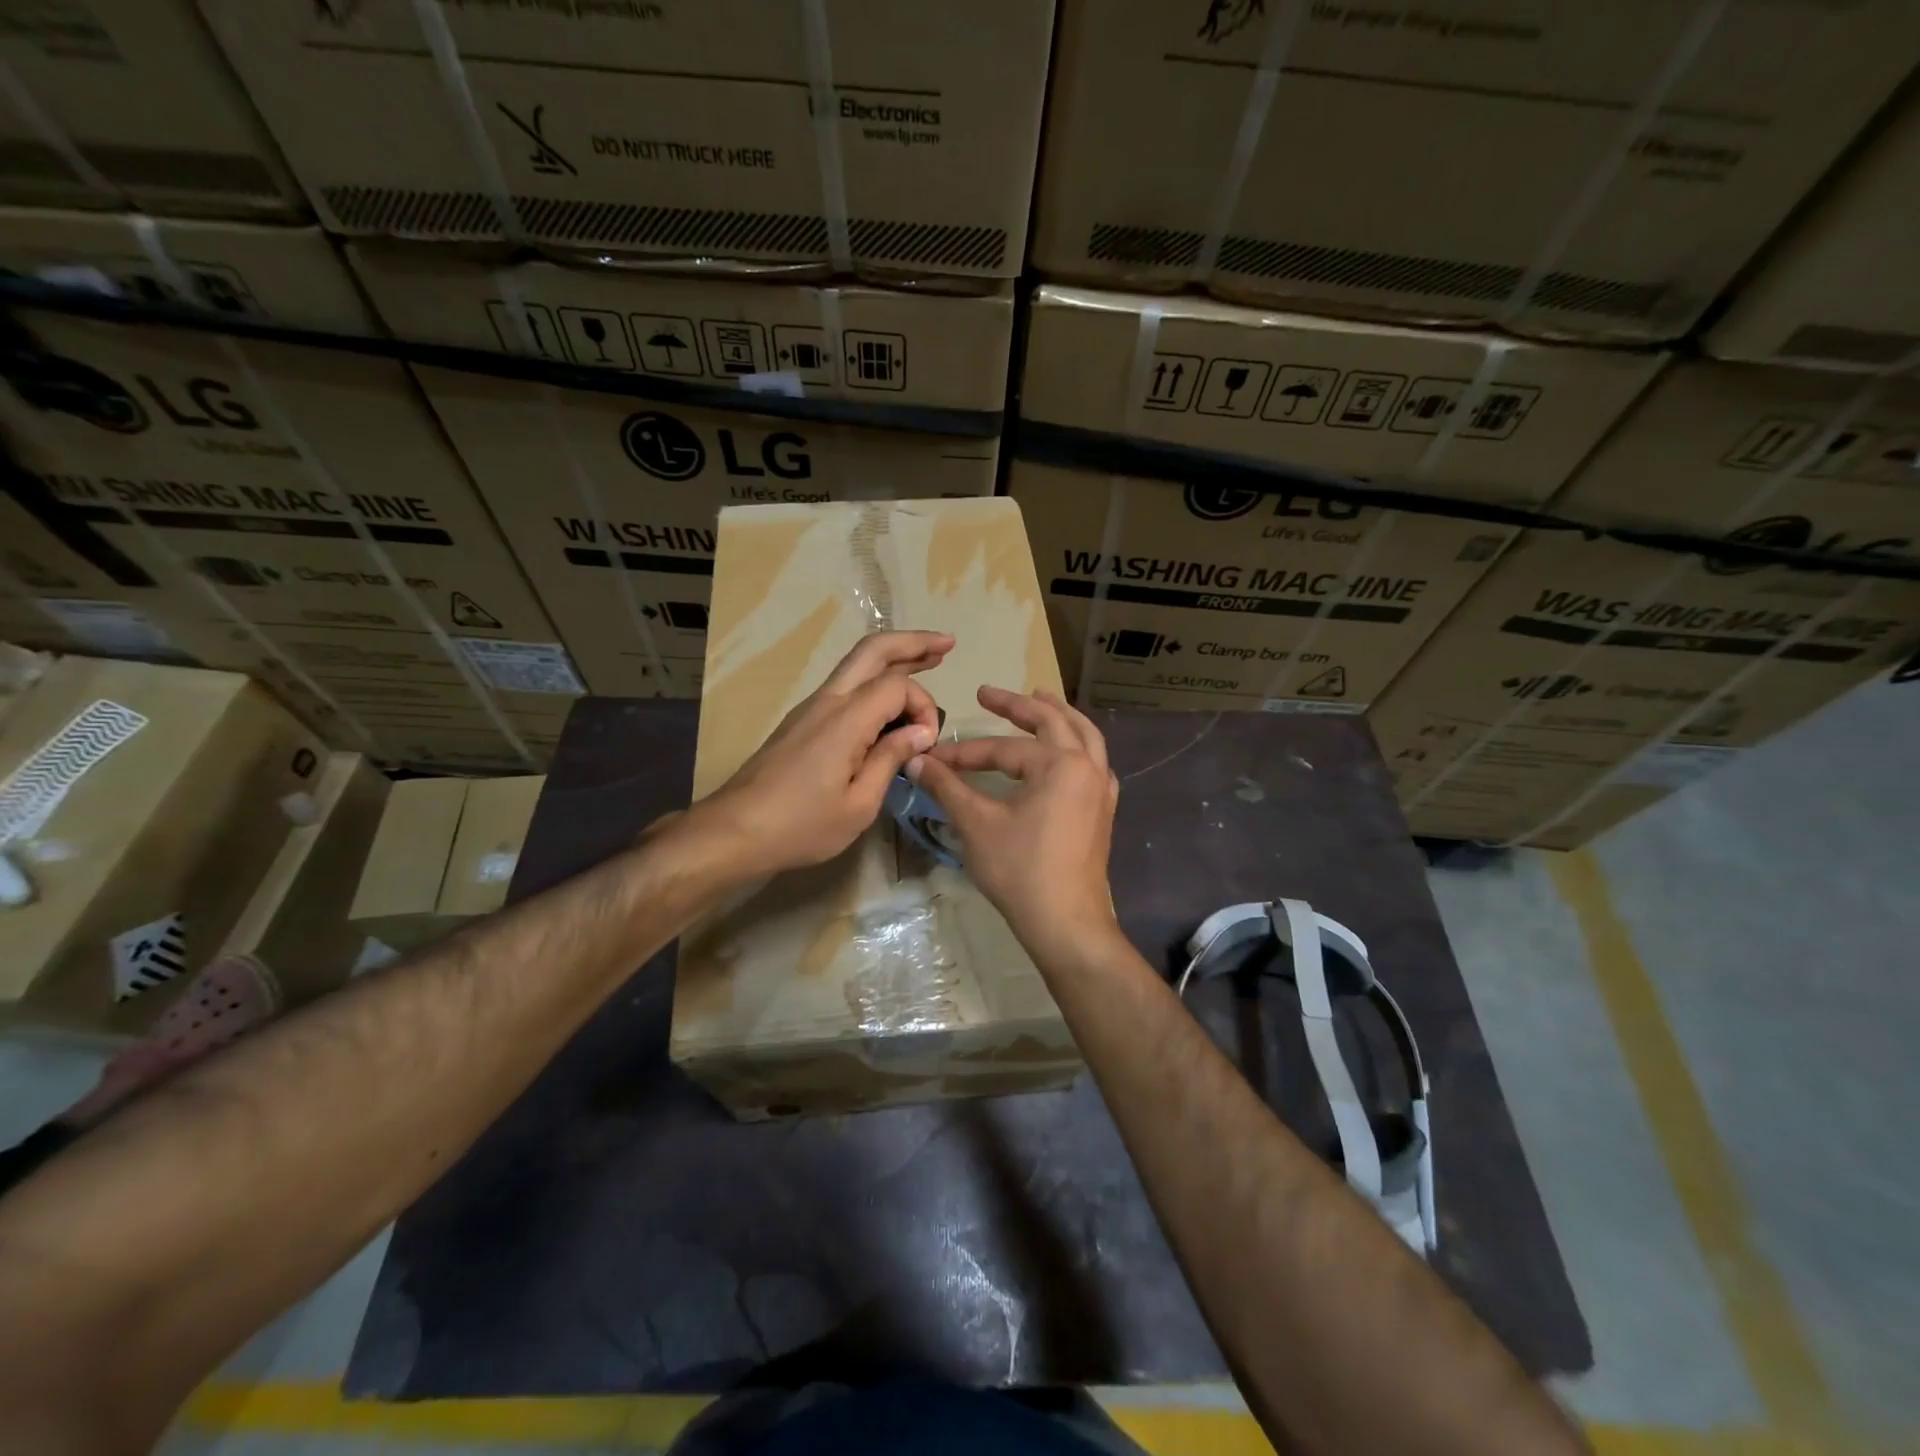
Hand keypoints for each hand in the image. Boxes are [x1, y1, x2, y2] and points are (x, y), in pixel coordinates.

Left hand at [691, 630, 950, 878]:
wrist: (735, 831)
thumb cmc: (801, 825)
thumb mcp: (859, 805)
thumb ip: (890, 760)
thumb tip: (919, 732)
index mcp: (845, 720)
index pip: (897, 686)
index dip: (923, 707)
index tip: (926, 745)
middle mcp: (828, 701)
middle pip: (872, 651)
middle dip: (913, 642)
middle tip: (947, 643)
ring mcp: (811, 708)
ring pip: (856, 664)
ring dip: (894, 658)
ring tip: (929, 659)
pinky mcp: (803, 721)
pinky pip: (845, 686)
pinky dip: (875, 680)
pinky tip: (890, 699)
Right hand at [907, 686, 1120, 962]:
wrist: (1066, 922)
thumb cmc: (1020, 871)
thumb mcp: (977, 824)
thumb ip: (948, 787)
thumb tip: (916, 761)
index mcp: (1060, 764)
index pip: (1003, 749)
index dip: (964, 752)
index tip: (933, 757)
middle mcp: (1087, 767)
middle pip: (1053, 722)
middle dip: (1018, 705)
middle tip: (988, 694)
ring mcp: (1101, 790)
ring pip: (1085, 737)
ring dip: (1059, 715)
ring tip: (1040, 698)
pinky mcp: (1102, 811)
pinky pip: (1095, 763)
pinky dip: (1079, 746)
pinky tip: (1068, 752)